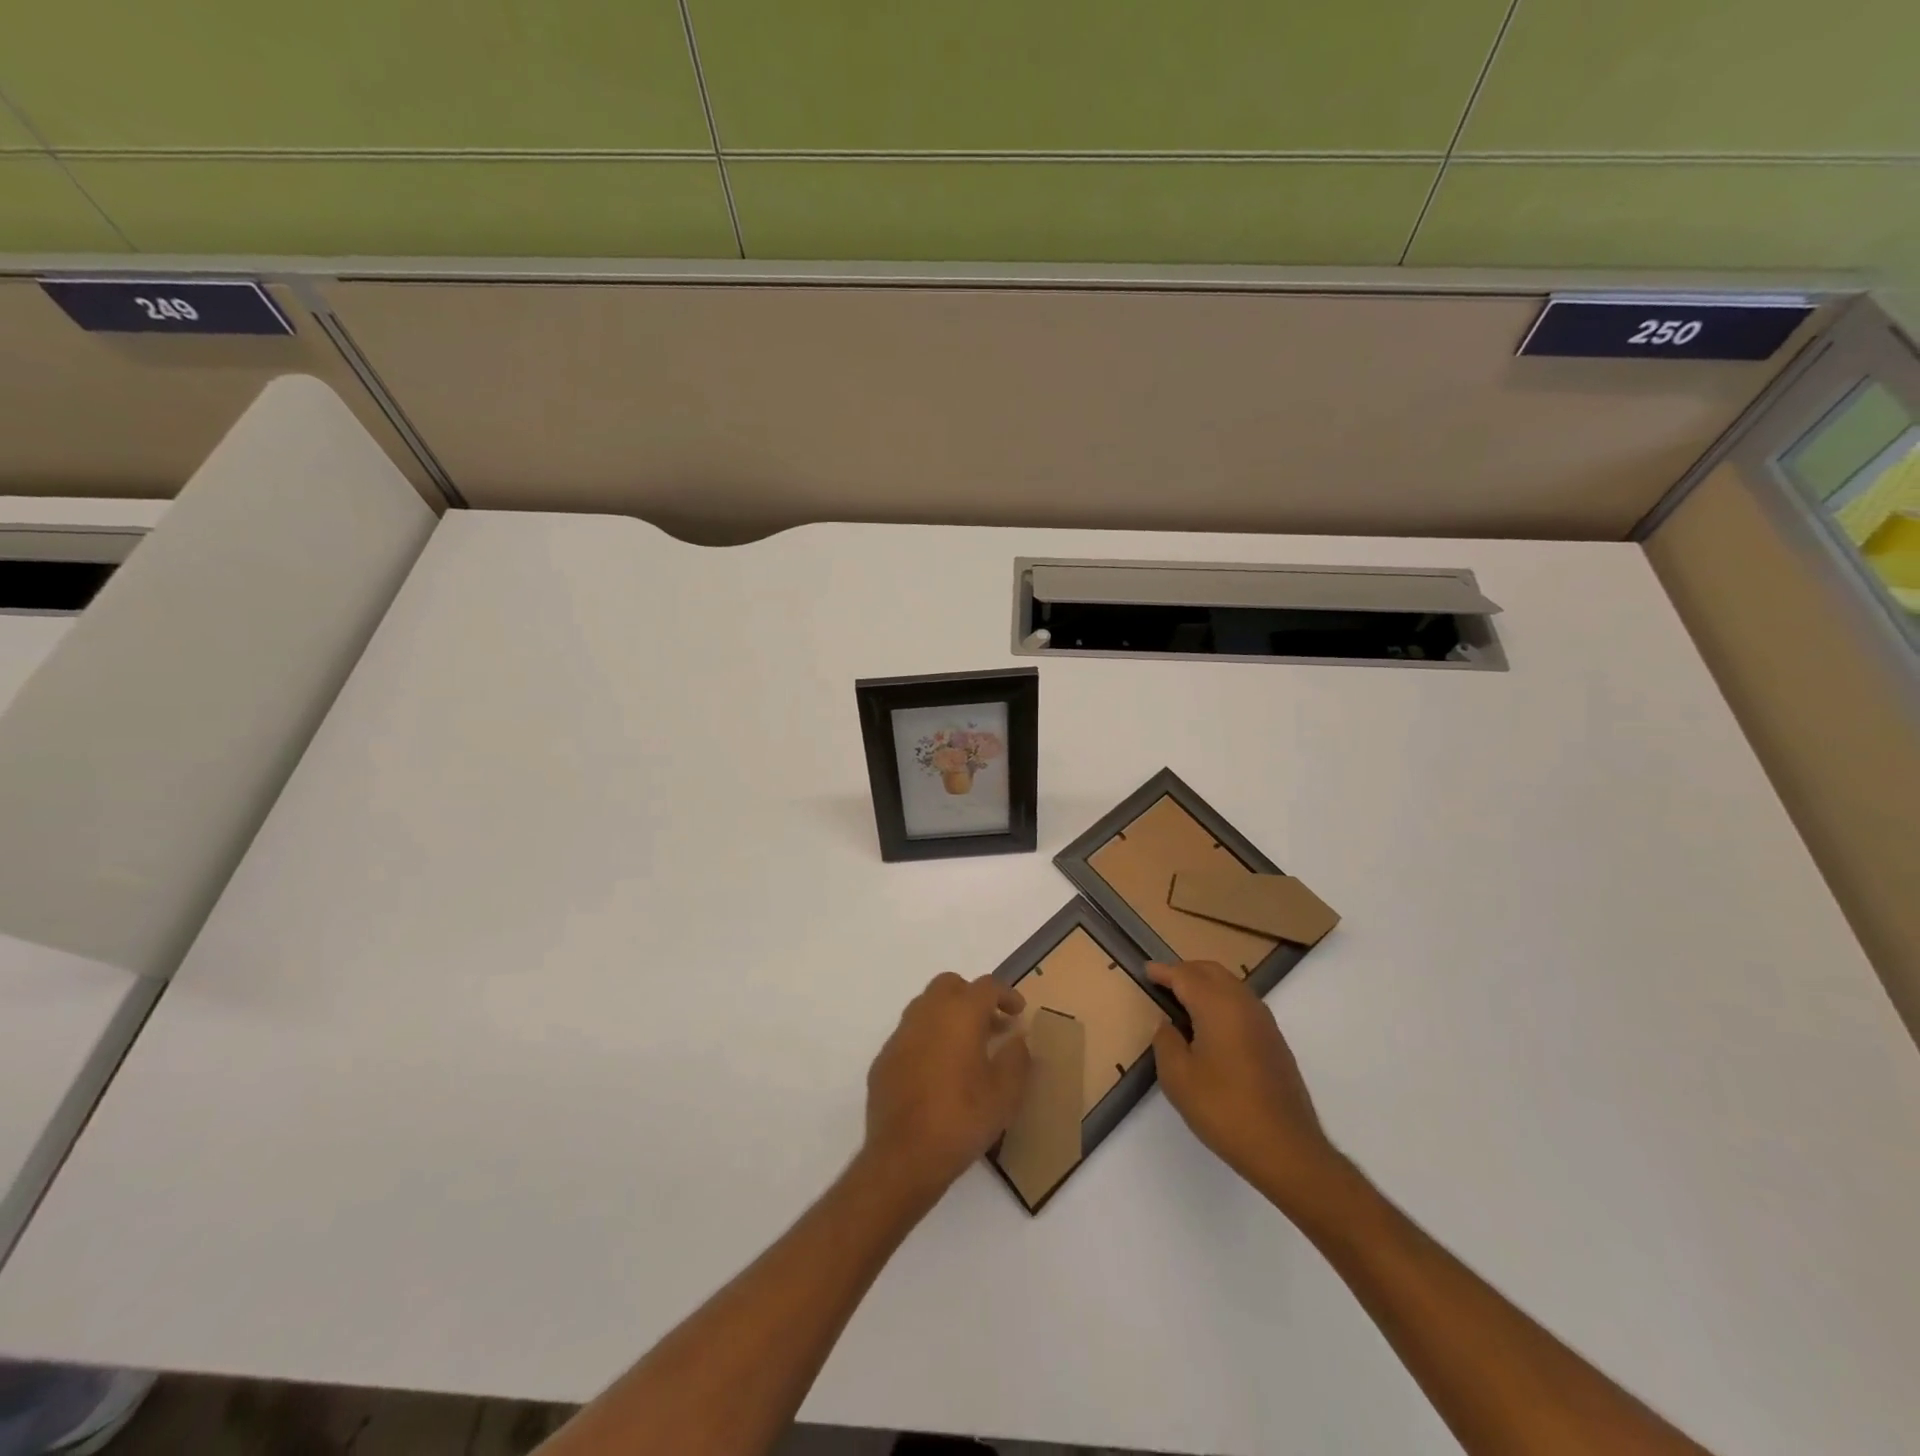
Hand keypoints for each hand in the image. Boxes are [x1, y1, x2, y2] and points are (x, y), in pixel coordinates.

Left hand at [863, 973, 1031, 1202]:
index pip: (986, 986)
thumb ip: (1016, 1058)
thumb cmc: (961, 1120)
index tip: (1018, 1013)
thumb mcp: (1005, 1094)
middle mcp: (926, 1013)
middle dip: (972, 997)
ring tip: (967, 1048)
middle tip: (991, 1024)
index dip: (1006, 994)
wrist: (903, 1157)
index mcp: (959, 1014)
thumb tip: (1016, 1038)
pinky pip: (910, 1034)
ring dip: (949, 1015)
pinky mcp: (884, 1058)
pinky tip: (939, 1071)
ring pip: (926, 1006)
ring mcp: (900, 1035)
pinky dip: (929, 1039)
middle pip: (950, 985)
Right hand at [1149, 961, 1340, 1209]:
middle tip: (1163, 982)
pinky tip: (1211, 1026)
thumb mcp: (1178, 1077)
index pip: (1185, 976)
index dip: (1163, 972)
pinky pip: (1243, 1004)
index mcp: (1217, 1005)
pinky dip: (1222, 1001)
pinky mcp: (1275, 1041)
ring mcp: (1264, 1022)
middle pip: (1211, 972)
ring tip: (1184, 1001)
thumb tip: (1169, 1025)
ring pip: (1231, 986)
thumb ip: (1166, 1041)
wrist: (1286, 1149)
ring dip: (1206, 984)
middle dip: (1186, 971)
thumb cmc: (1224, 1109)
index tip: (1146, 970)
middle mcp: (1243, 1004)